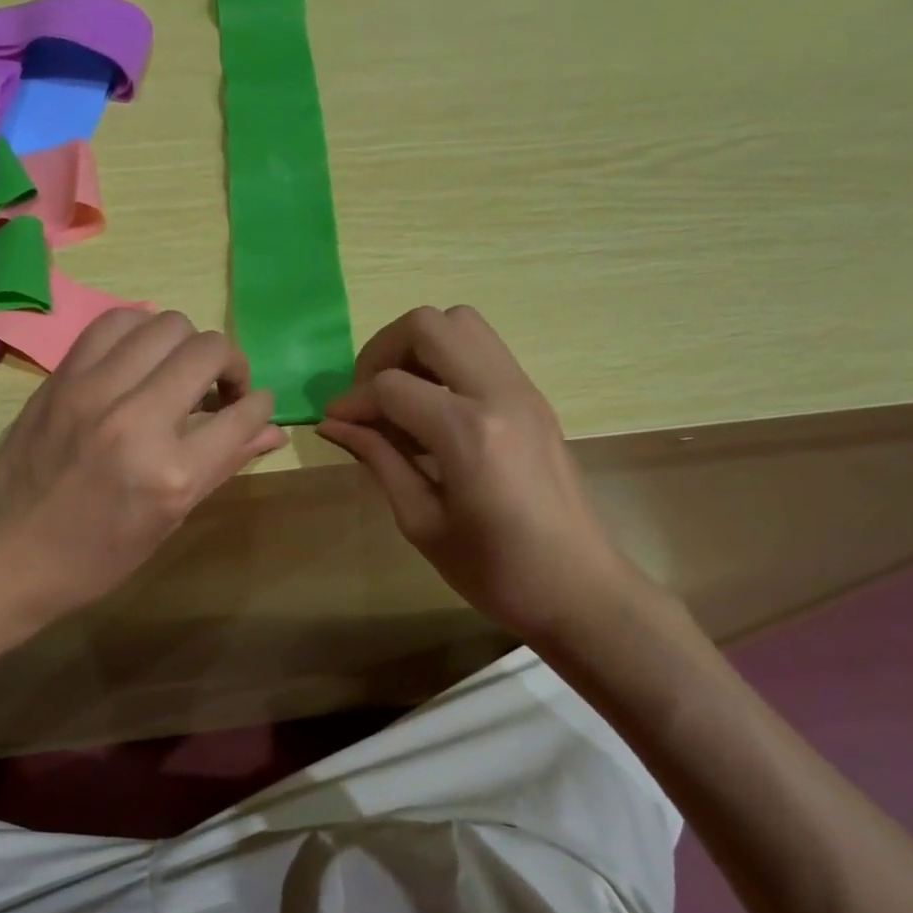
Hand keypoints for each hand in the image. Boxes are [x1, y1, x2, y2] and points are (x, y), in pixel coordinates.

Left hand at [0, 309, 286, 640]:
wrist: (4, 559)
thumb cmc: (94, 559)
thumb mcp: (168, 522)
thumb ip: (224, 465)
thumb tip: (272, 431)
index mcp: (172, 474)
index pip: (243, 414)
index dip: (260, 406)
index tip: (254, 407)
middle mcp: (137, 420)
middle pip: (209, 350)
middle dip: (232, 364)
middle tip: (221, 390)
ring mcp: (94, 391)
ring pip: (166, 324)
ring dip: (187, 344)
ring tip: (179, 372)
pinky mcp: (61, 377)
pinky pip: (115, 323)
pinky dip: (140, 332)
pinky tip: (140, 360)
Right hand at [317, 305, 655, 648]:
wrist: (579, 589)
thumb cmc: (494, 571)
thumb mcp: (422, 522)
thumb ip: (379, 460)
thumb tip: (334, 424)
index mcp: (468, 433)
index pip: (392, 386)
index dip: (352, 401)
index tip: (334, 422)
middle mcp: (500, 394)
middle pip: (430, 325)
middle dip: (384, 350)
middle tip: (367, 394)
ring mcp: (524, 390)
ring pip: (462, 323)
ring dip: (419, 347)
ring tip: (399, 396)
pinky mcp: (535, 398)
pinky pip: (483, 350)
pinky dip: (446, 361)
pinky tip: (432, 410)